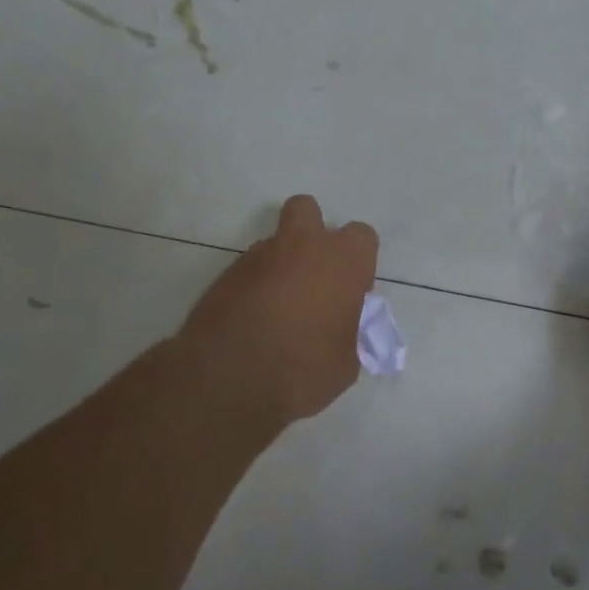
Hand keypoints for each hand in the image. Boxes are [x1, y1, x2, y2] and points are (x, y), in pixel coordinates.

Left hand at [178, 195, 379, 428]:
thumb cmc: (304, 368)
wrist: (229, 378)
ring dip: (281, 266)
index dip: (359, 264)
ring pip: (275, 244)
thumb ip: (348, 331)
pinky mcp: (225, 275)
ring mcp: (258, 257)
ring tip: (278, 312)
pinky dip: (255, 288)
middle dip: (311, 233)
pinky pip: (250, 271)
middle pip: (307, 210)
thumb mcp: (346, 361)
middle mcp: (301, 246)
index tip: (351, 294)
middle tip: (313, 277)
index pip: (363, 237)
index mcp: (342, 260)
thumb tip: (339, 328)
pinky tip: (254, 323)